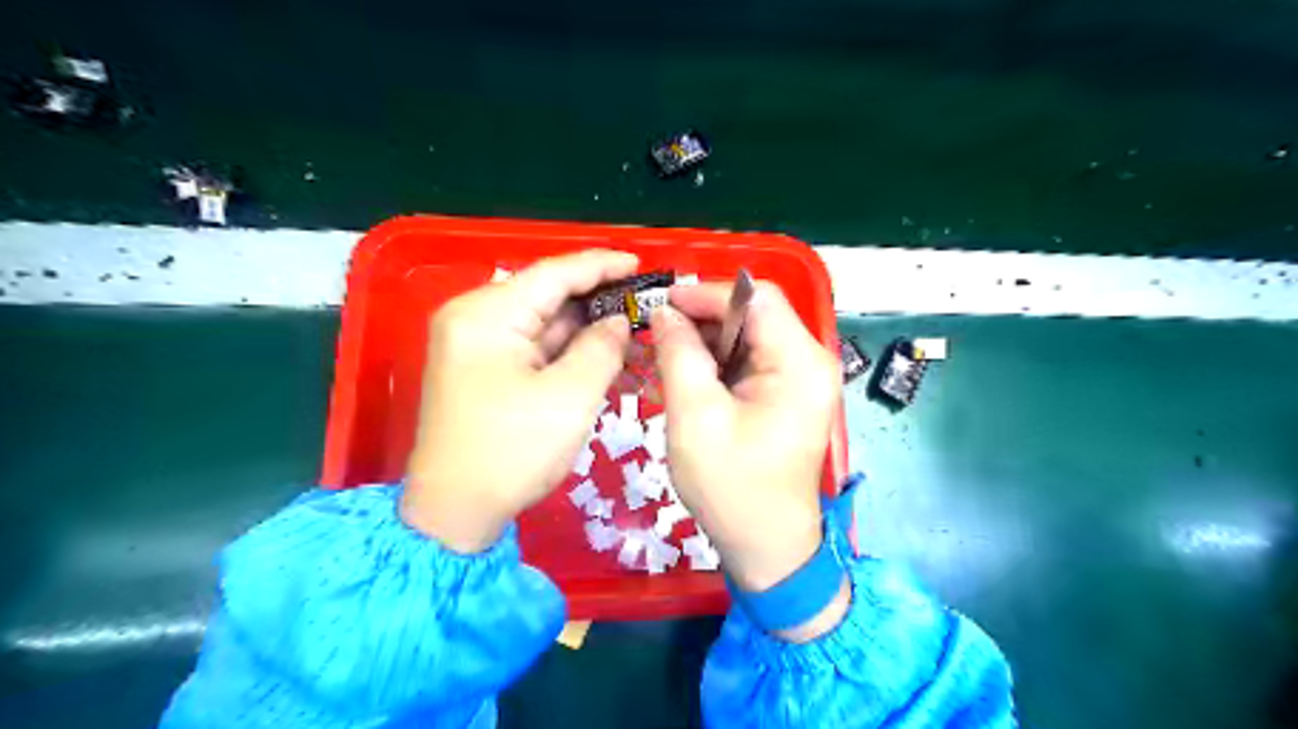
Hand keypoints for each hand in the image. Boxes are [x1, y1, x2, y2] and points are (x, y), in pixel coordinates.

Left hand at [400, 249, 633, 552]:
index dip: (601, 266)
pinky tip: (605, 356)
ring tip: (635, 330)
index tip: (641, 265)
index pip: (553, 274)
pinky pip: (535, 350)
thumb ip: (602, 348)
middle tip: (645, 304)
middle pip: (547, 297)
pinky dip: (569, 353)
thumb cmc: (511, 452)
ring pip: (544, 325)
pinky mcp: (484, 371)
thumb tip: (619, 321)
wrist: (454, 513)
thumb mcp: (569, 397)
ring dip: (588, 330)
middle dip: (598, 301)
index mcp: (487, 314)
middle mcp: (475, 319)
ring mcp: (477, 346)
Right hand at [650, 281, 842, 595]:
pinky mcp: (788, 394)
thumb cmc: (732, 487)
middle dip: (703, 317)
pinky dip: (717, 360)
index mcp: (799, 362)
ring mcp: (801, 378)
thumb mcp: (695, 417)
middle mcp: (809, 361)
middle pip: (754, 313)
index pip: (755, 297)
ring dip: (707, 339)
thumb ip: (678, 355)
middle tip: (657, 333)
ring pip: (749, 335)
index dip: (706, 293)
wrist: (767, 546)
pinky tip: (688, 373)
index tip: (661, 306)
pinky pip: (750, 359)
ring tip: (666, 354)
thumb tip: (663, 313)